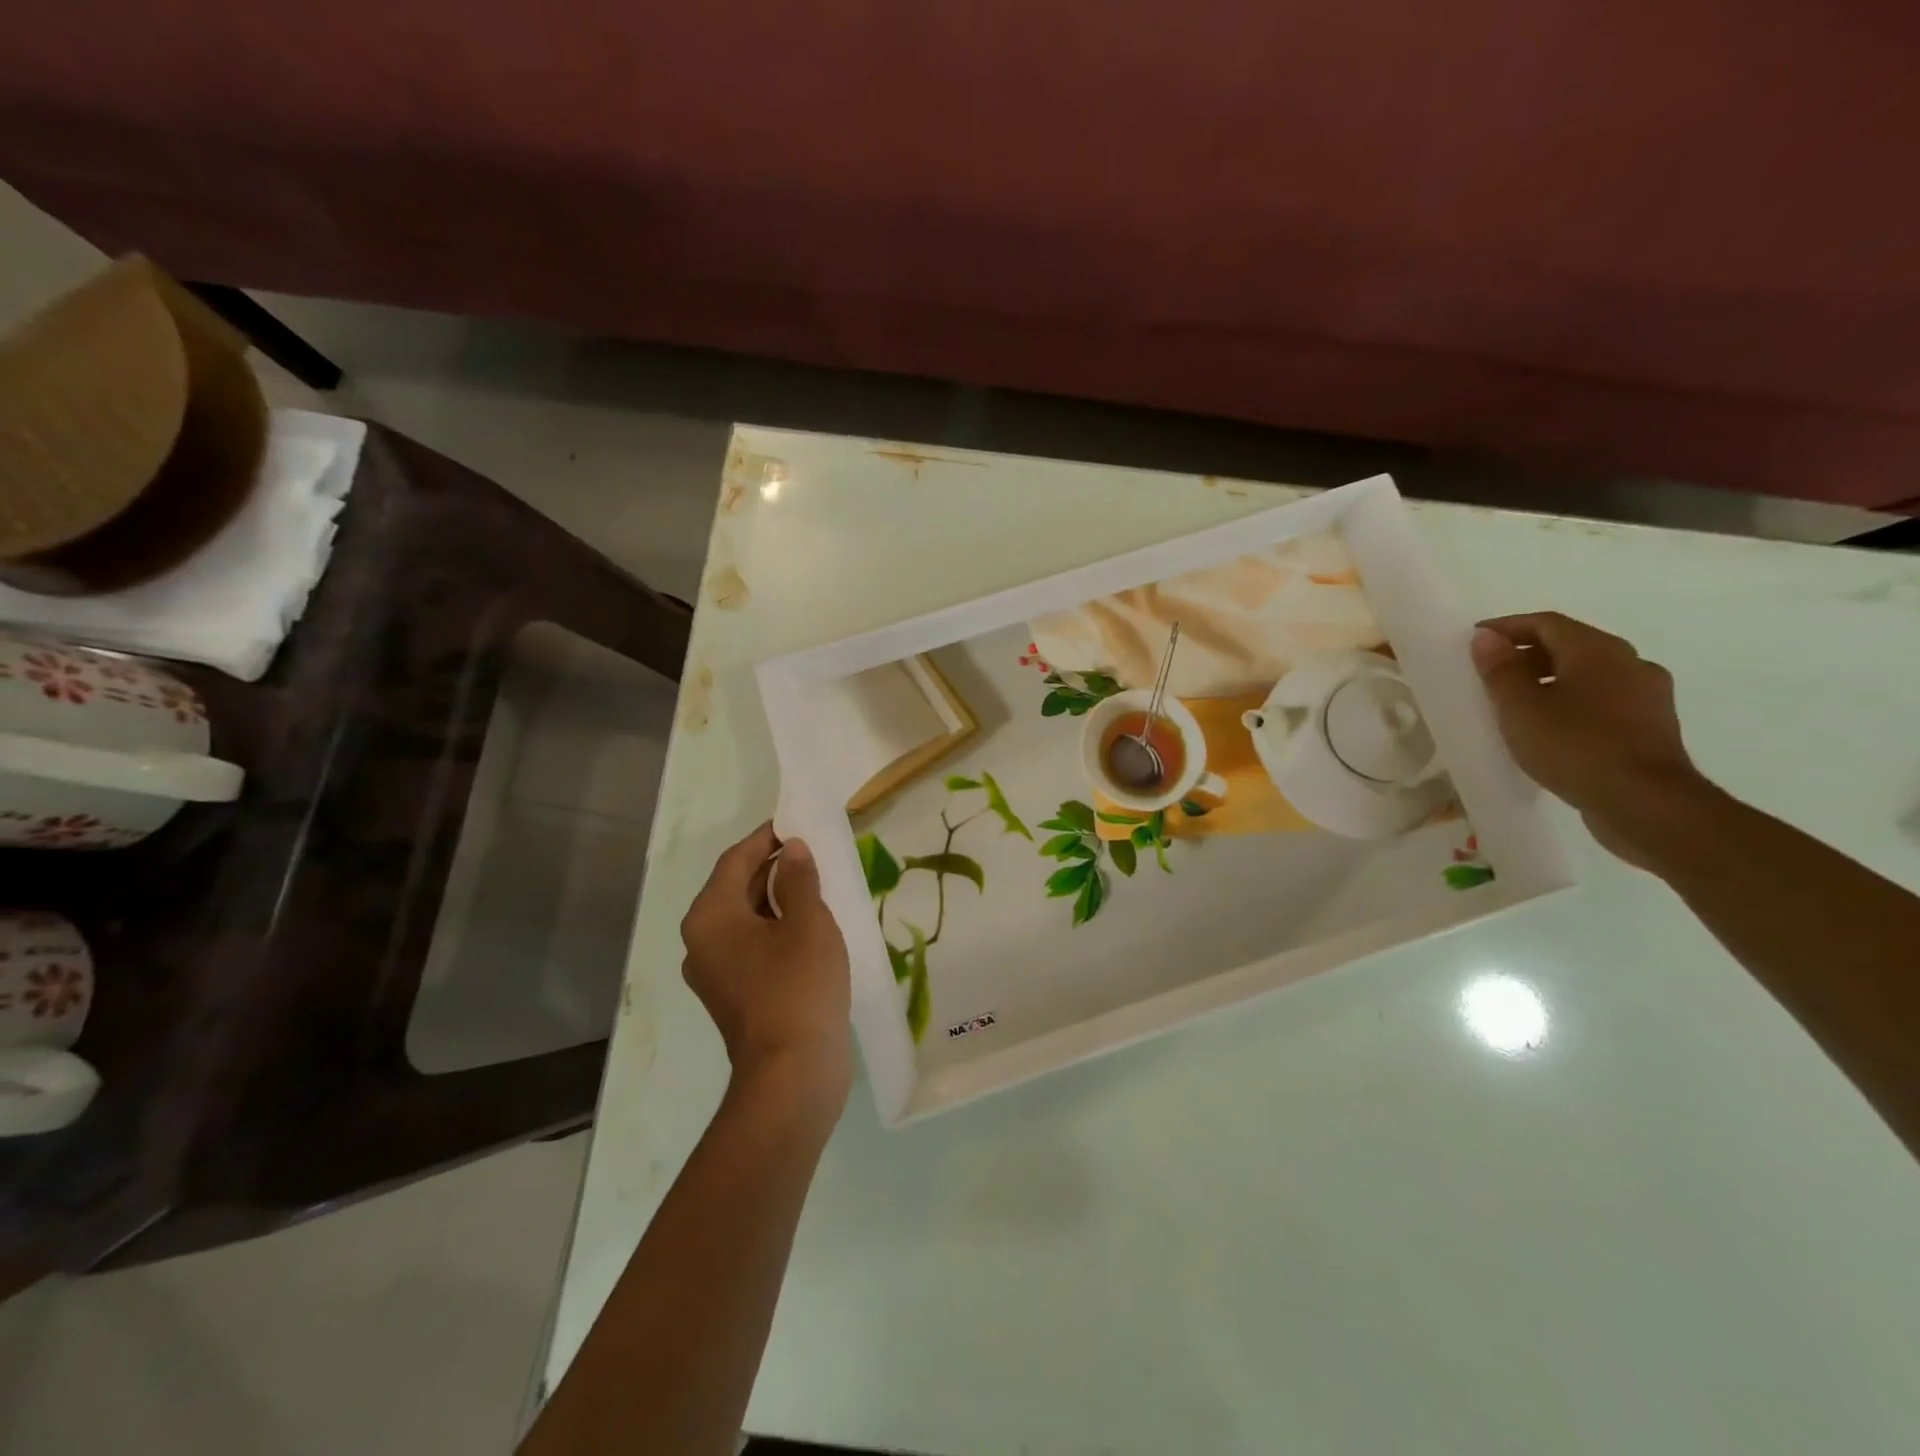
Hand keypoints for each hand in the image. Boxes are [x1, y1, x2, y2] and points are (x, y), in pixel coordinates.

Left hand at [680, 822, 851, 1109]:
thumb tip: (791, 850)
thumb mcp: (807, 922)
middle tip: (812, 851)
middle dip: (773, 867)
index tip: (796, 823)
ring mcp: (714, 972)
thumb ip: (799, 879)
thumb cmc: (798, 986)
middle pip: (736, 888)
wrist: (791, 1074)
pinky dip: (775, 928)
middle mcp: (701, 941)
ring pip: (745, 918)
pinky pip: (751, 946)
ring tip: (816, 884)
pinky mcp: (732, 996)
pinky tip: (808, 928)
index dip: (766, 838)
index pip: (736, 859)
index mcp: (710, 916)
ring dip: (777, 899)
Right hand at [1471, 612, 1715, 868]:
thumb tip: (1487, 638)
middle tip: (1491, 672)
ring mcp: (1647, 695)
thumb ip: (1501, 670)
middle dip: (1528, 653)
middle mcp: (1630, 663)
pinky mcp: (1651, 726)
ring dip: (1551, 679)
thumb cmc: (1575, 746)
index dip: (1507, 627)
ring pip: (1589, 674)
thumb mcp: (1520, 708)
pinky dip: (1572, 701)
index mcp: (1598, 651)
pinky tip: (1552, 726)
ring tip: (1516, 702)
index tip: (1475, 640)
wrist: (1646, 803)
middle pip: (1571, 645)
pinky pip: (1603, 700)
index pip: (1546, 623)